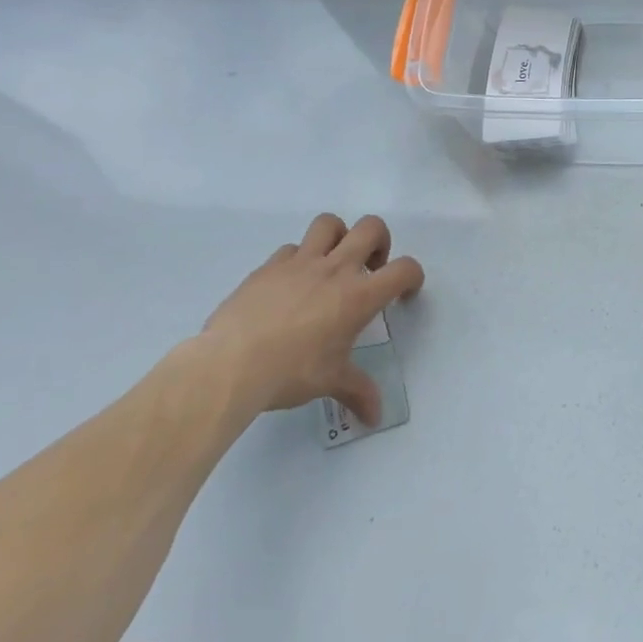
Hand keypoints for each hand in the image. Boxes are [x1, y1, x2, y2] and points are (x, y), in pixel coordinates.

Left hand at [201, 213, 423, 417]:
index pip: (403, 269)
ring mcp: (300, 263)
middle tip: (371, 267)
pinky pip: (290, 249)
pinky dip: (297, 260)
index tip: (403, 293)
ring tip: (332, 263)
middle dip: (380, 241)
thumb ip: (357, 392)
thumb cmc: (290, 372)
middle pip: (371, 227)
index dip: (412, 277)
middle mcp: (335, 269)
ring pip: (329, 224)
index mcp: (359, 295)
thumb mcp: (330, 382)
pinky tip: (290, 285)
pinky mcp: (268, 266)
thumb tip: (375, 417)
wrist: (230, 365)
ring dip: (338, 237)